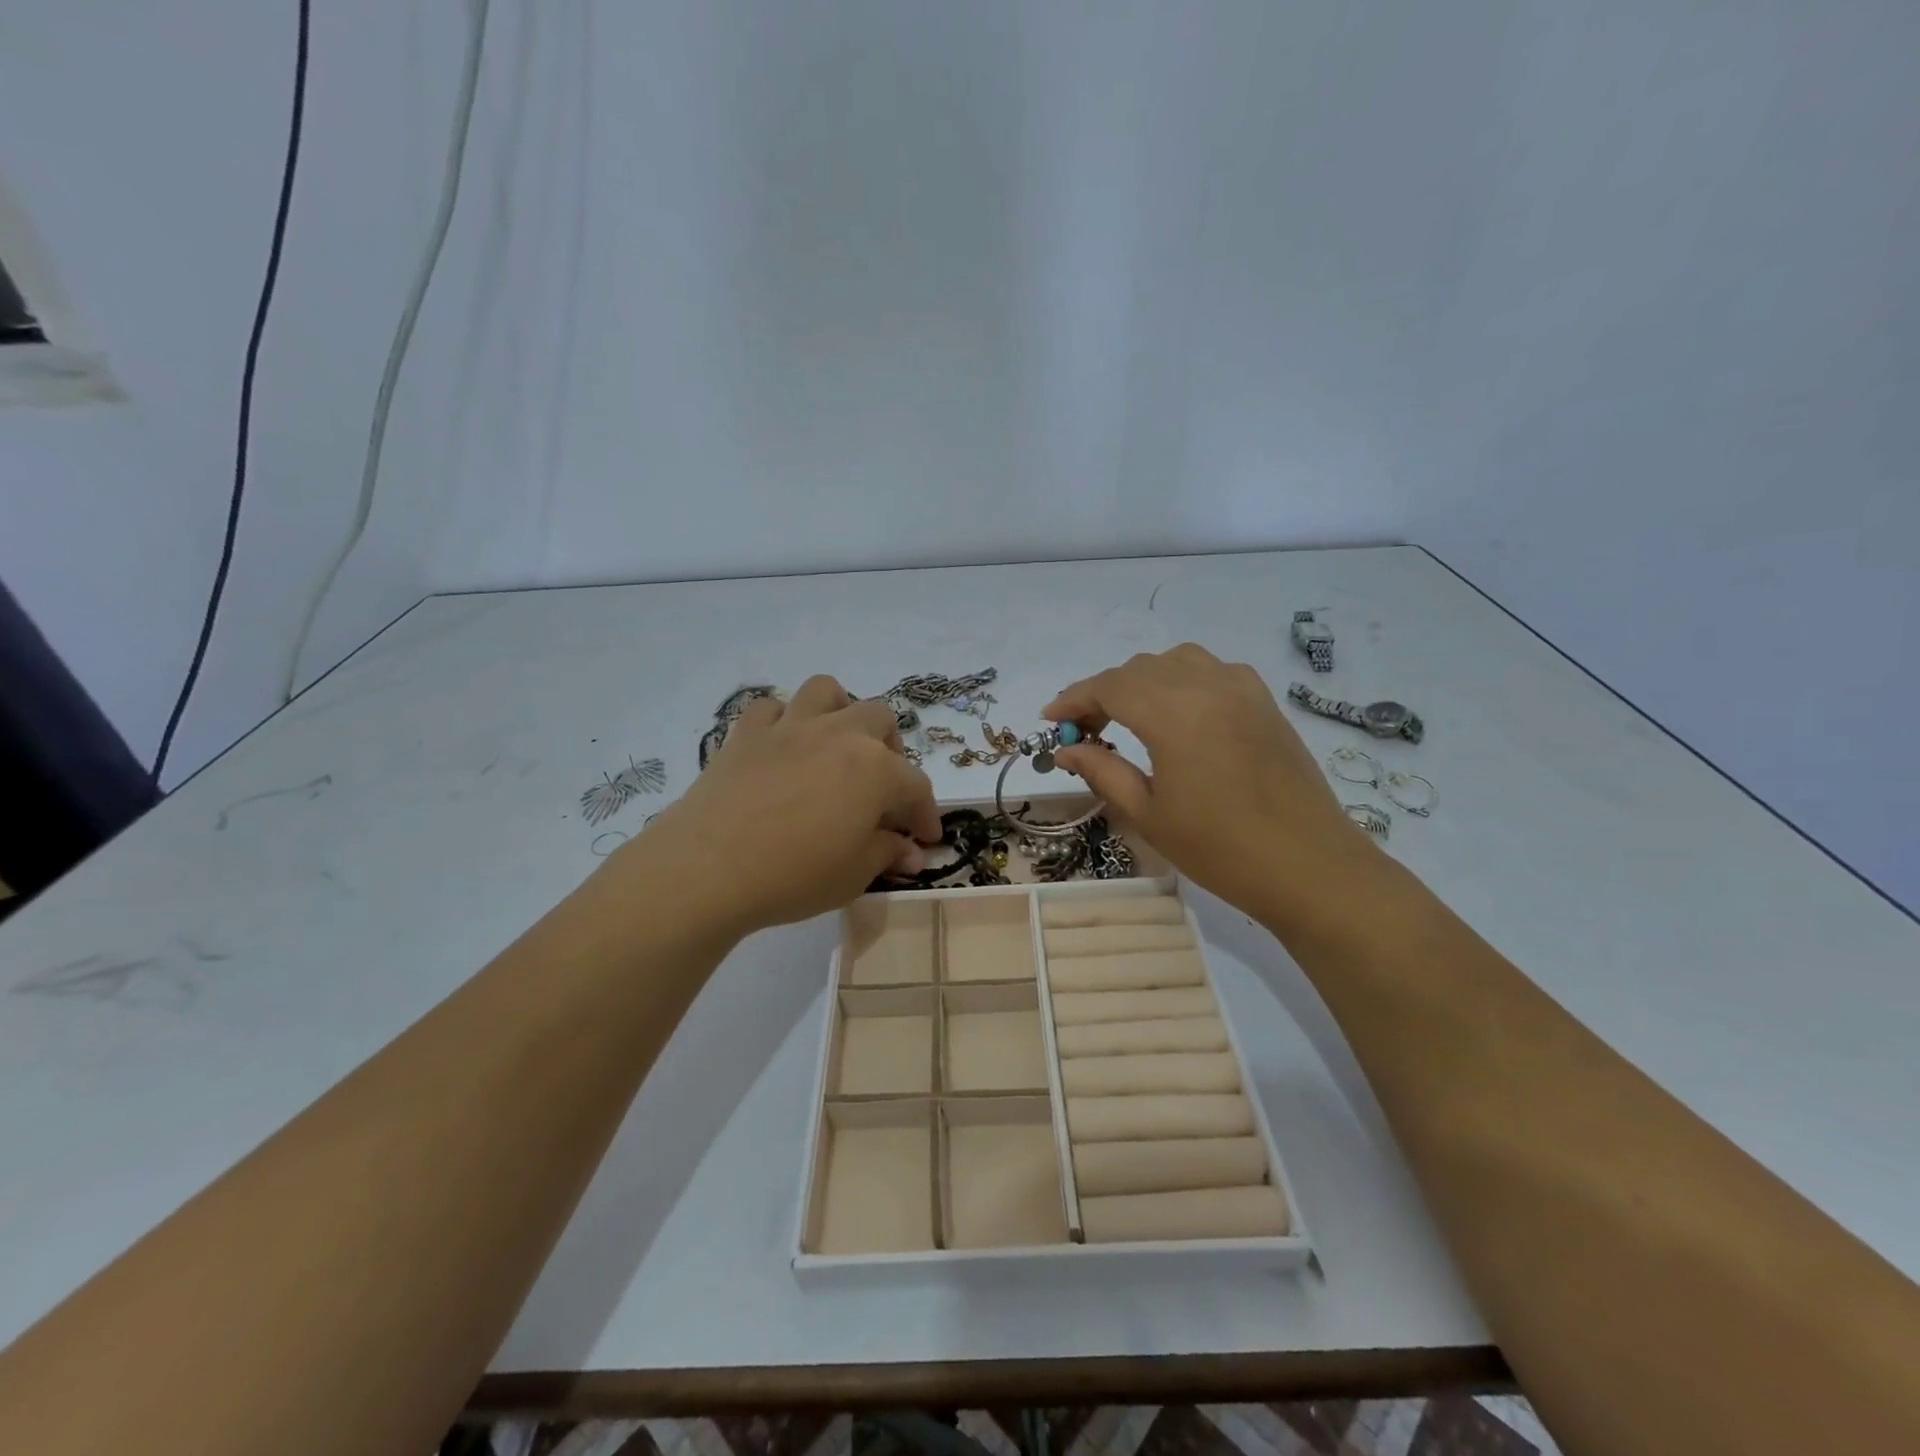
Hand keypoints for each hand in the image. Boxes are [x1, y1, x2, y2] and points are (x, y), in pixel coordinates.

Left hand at [613, 676, 941, 935]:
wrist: (709, 868)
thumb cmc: (794, 875)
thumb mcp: (854, 874)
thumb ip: (887, 853)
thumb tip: (911, 850)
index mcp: (875, 769)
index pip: (916, 787)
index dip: (925, 815)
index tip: (924, 839)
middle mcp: (839, 735)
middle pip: (879, 720)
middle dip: (890, 751)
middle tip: (880, 789)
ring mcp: (790, 728)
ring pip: (826, 692)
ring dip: (839, 712)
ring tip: (836, 746)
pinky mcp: (746, 734)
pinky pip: (770, 708)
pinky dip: (782, 722)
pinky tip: (782, 749)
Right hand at [1046, 644, 1374, 923]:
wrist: (1309, 867)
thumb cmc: (1220, 849)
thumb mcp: (1148, 814)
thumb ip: (1102, 771)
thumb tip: (1066, 750)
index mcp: (1175, 713)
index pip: (1109, 686)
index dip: (1073, 699)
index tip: (1050, 719)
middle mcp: (1208, 686)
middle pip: (1139, 669)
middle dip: (1103, 692)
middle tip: (1084, 731)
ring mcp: (1242, 689)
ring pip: (1176, 661)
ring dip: (1142, 681)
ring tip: (1127, 717)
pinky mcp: (1264, 701)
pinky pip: (1211, 670)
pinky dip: (1181, 680)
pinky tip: (1178, 714)